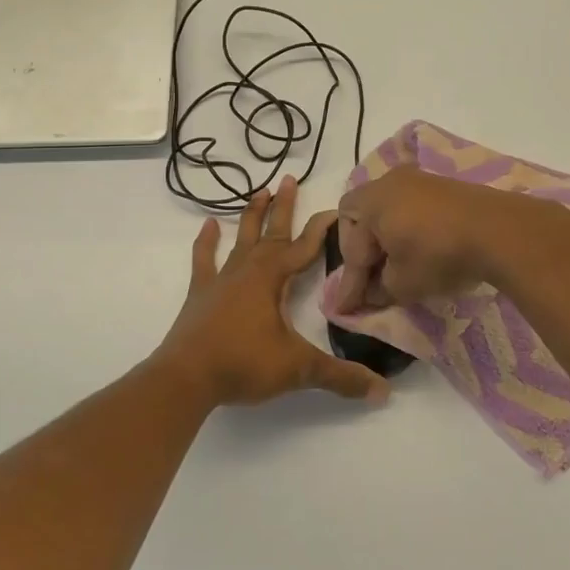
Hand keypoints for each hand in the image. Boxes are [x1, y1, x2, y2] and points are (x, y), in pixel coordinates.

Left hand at [156, 178, 389, 406]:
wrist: (186, 377)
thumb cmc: (244, 364)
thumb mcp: (298, 370)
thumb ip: (341, 377)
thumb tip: (383, 391)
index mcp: (272, 279)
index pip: (304, 247)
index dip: (322, 228)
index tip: (336, 209)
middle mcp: (248, 270)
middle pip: (272, 232)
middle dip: (284, 207)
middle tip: (290, 178)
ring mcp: (221, 280)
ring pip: (241, 239)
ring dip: (252, 215)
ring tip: (260, 191)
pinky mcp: (201, 293)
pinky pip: (205, 260)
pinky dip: (206, 242)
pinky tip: (209, 225)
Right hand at [333, 165, 525, 311]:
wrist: (500, 231)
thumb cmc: (439, 255)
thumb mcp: (402, 283)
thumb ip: (378, 289)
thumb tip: (373, 290)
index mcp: (371, 201)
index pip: (352, 247)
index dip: (349, 282)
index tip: (346, 309)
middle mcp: (389, 181)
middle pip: (361, 217)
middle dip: (361, 251)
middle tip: (368, 279)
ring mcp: (419, 180)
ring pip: (387, 211)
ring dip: (385, 239)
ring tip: (393, 267)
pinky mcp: (444, 186)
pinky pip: (411, 208)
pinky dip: (407, 230)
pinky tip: (418, 251)